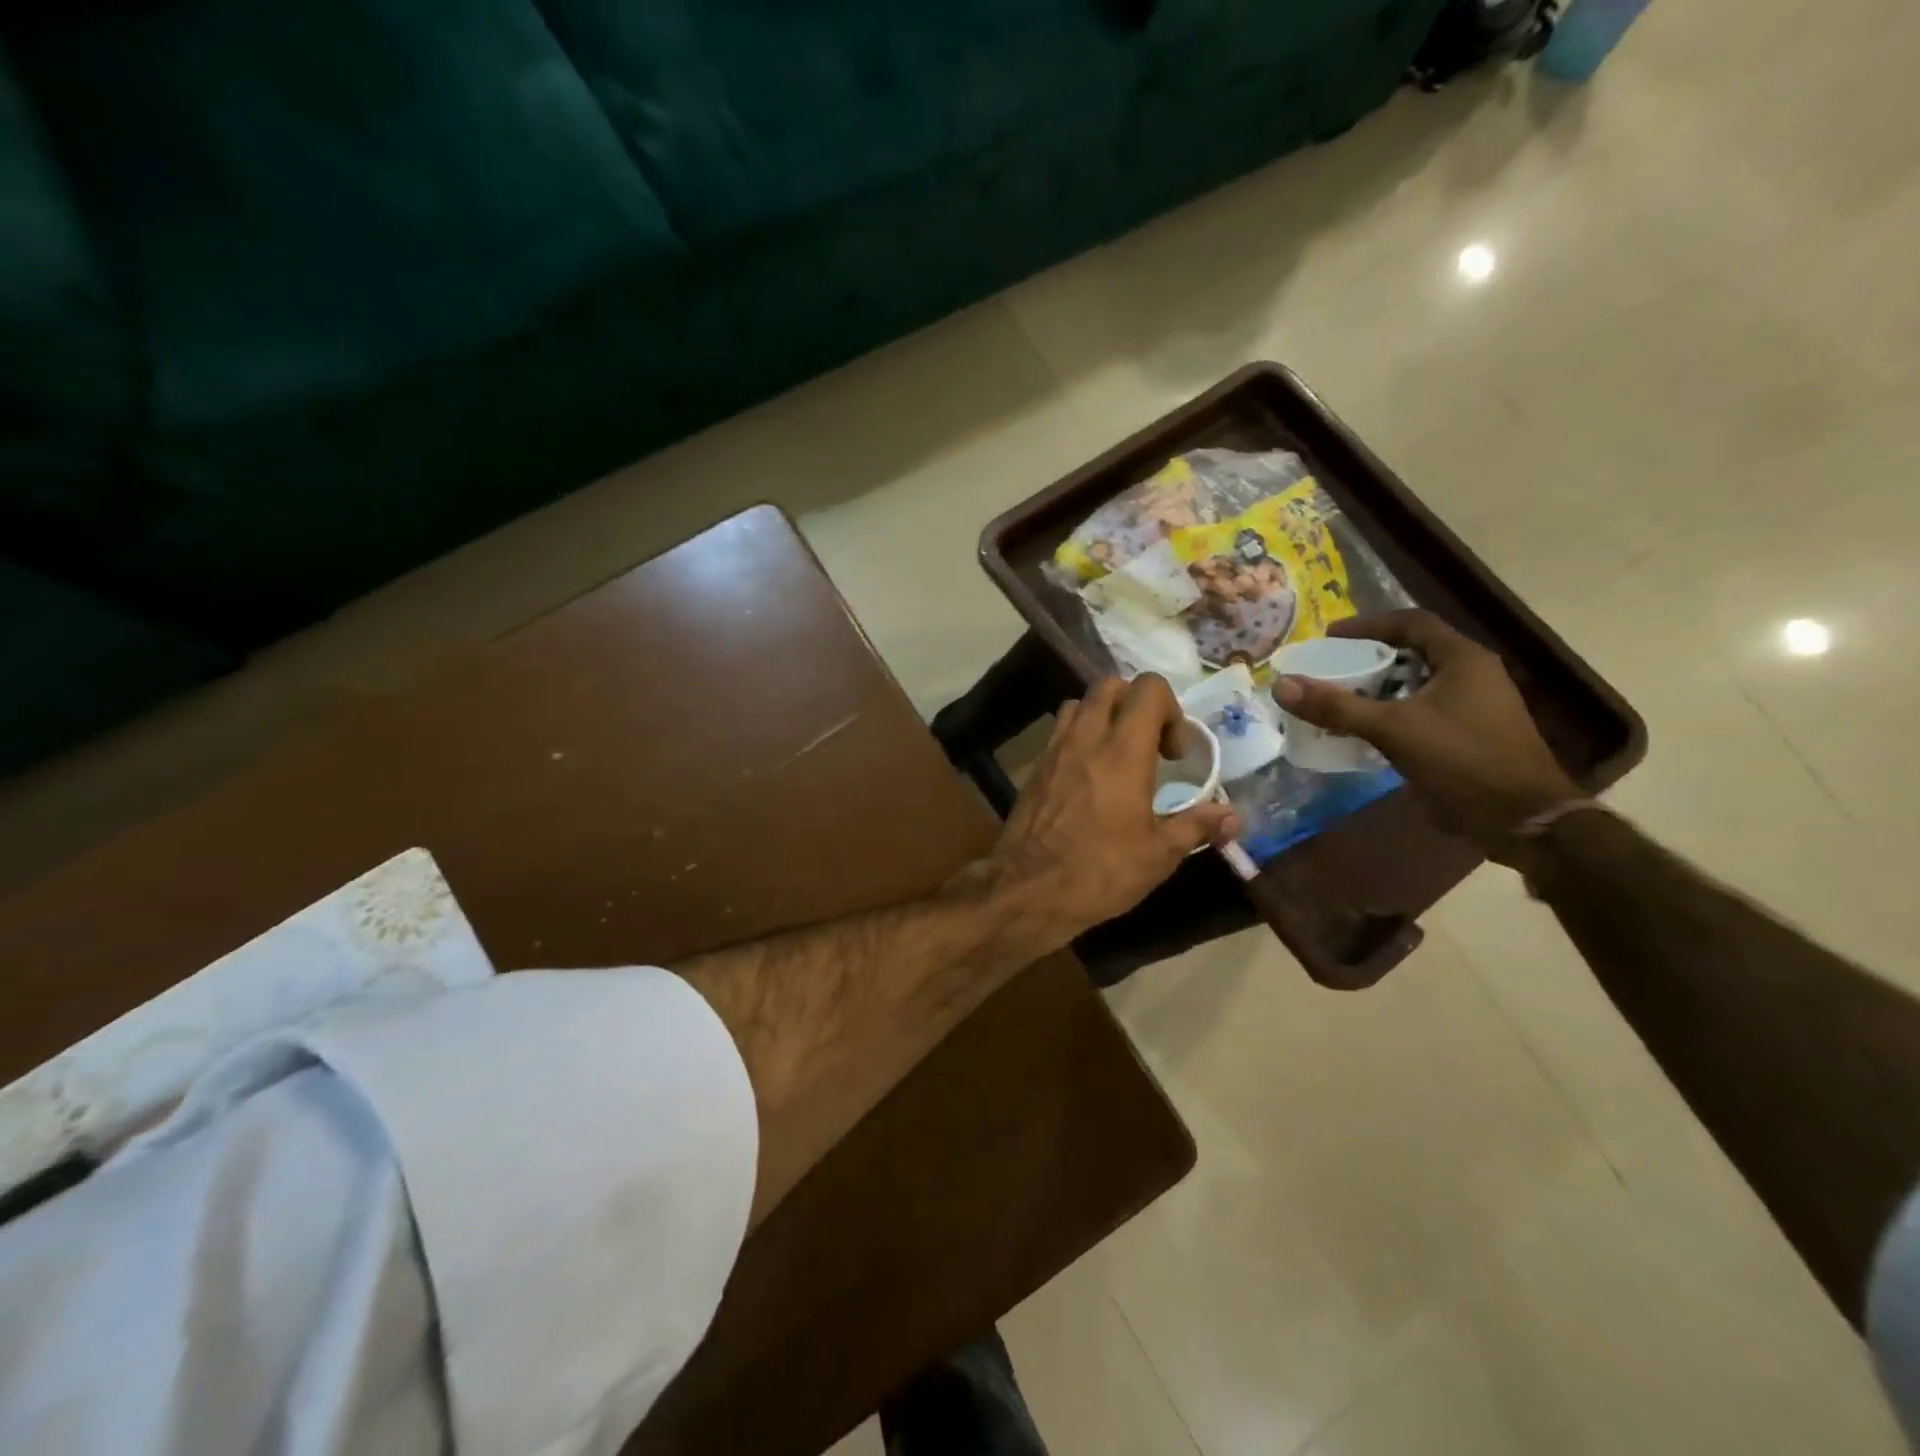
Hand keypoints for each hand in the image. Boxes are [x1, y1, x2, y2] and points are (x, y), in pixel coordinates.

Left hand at [984, 675, 1238, 948]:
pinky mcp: (1035, 767)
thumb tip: (1234, 816)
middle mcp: (1086, 738)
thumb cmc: (1099, 872)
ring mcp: (1054, 749)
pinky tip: (1089, 776)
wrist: (1027, 890)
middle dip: (1137, 704)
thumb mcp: (1158, 855)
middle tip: (1150, 747)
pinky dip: (1080, 736)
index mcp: (1123, 751)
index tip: (1174, 754)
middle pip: (1111, 685)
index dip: (1170, 709)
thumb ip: (1197, 826)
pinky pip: (1060, 730)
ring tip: (1118, 755)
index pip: (1148, 688)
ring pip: (1080, 703)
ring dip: (1104, 716)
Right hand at [1273, 610, 1581, 857]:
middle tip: (1329, 667)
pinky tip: (1363, 731)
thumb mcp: (1393, 729)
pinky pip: (1420, 711)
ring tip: (1338, 698)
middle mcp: (1471, 675)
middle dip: (1368, 658)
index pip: (1412, 624)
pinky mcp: (1467, 734)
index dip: (1369, 625)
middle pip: (1412, 653)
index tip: (1330, 636)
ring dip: (1377, 688)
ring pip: (1415, 684)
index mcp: (1463, 660)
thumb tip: (1282, 685)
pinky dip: (1389, 713)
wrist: (1520, 819)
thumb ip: (1337, 706)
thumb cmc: (1462, 760)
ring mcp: (1473, 706)